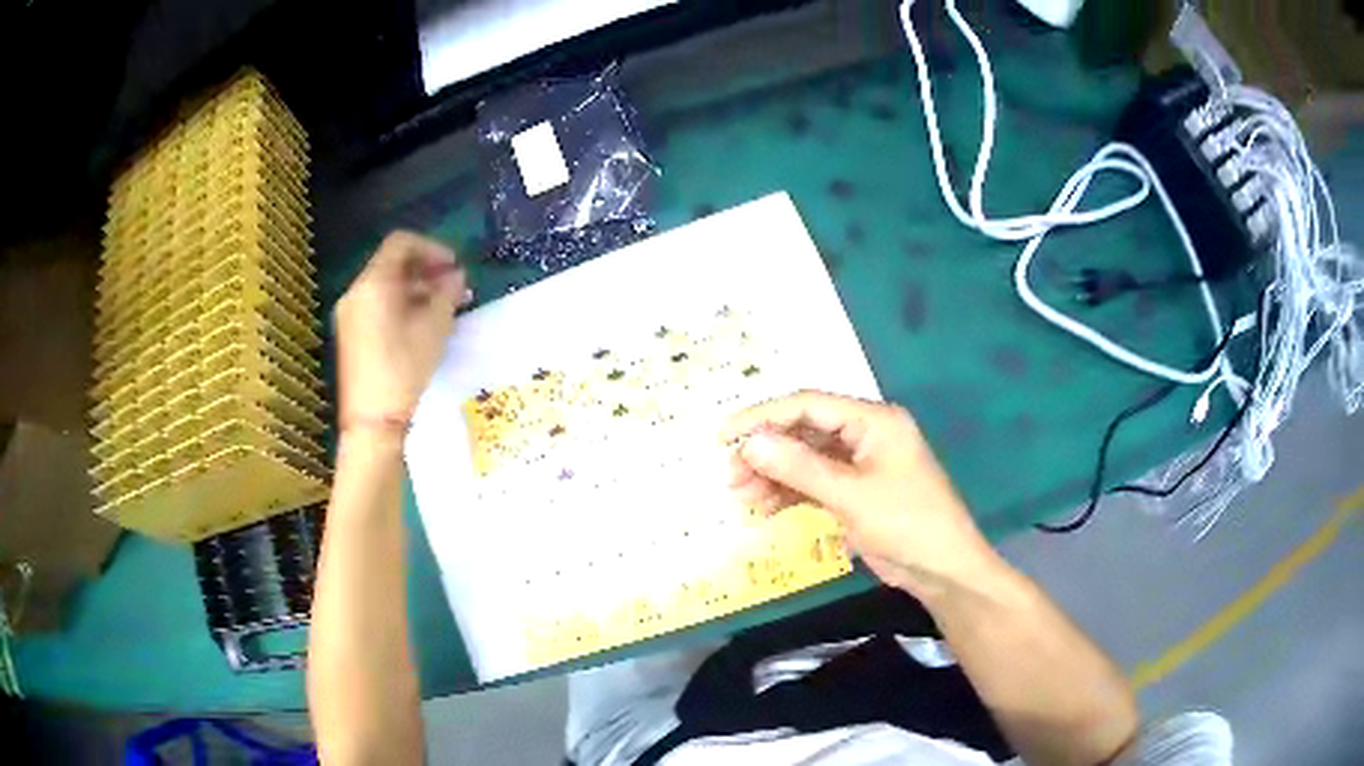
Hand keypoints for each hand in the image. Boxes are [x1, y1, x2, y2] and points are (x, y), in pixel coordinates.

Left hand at [334, 231, 470, 436]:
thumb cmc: (404, 367)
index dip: (432, 247)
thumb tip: (455, 276)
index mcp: (374, 282)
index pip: (401, 242)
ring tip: (444, 308)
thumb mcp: (435, 326)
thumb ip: (447, 292)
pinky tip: (422, 324)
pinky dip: (401, 304)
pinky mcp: (350, 333)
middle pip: (392, 263)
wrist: (372, 419)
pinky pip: (377, 304)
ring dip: (416, 288)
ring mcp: (350, 313)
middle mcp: (356, 290)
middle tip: (455, 288)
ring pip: (385, 285)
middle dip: (427, 270)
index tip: (454, 266)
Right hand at [721, 390, 1004, 599]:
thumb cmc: (906, 523)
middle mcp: (865, 435)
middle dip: (766, 451)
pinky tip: (766, 508)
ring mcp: (861, 465)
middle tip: (731, 476)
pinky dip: (790, 493)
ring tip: (742, 497)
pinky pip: (815, 483)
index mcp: (873, 420)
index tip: (723, 436)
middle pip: (804, 431)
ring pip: (806, 459)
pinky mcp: (857, 492)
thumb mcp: (850, 495)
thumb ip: (799, 467)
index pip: (808, 405)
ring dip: (774, 475)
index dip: (762, 416)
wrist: (943, 570)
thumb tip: (748, 442)